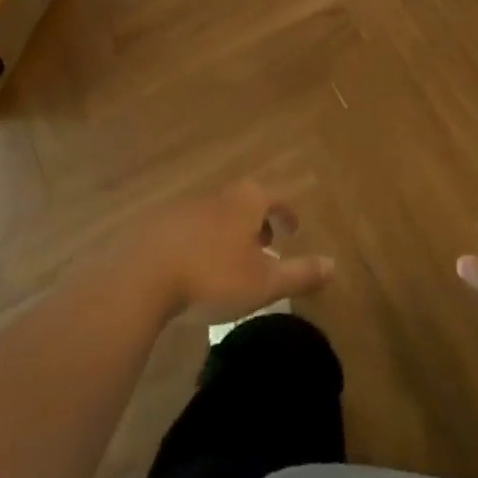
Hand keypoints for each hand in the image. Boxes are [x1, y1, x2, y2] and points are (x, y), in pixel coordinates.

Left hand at [126, 180, 334, 324]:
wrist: (143, 276)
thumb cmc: (213, 275)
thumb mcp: (265, 282)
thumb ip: (301, 273)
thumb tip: (335, 265)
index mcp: (246, 200)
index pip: (276, 198)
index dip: (287, 214)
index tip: (294, 230)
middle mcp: (219, 194)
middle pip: (246, 202)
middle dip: (258, 222)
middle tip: (266, 246)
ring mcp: (186, 206)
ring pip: (218, 214)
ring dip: (229, 233)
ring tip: (232, 261)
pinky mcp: (159, 224)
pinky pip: (191, 228)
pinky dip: (203, 242)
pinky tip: (197, 268)